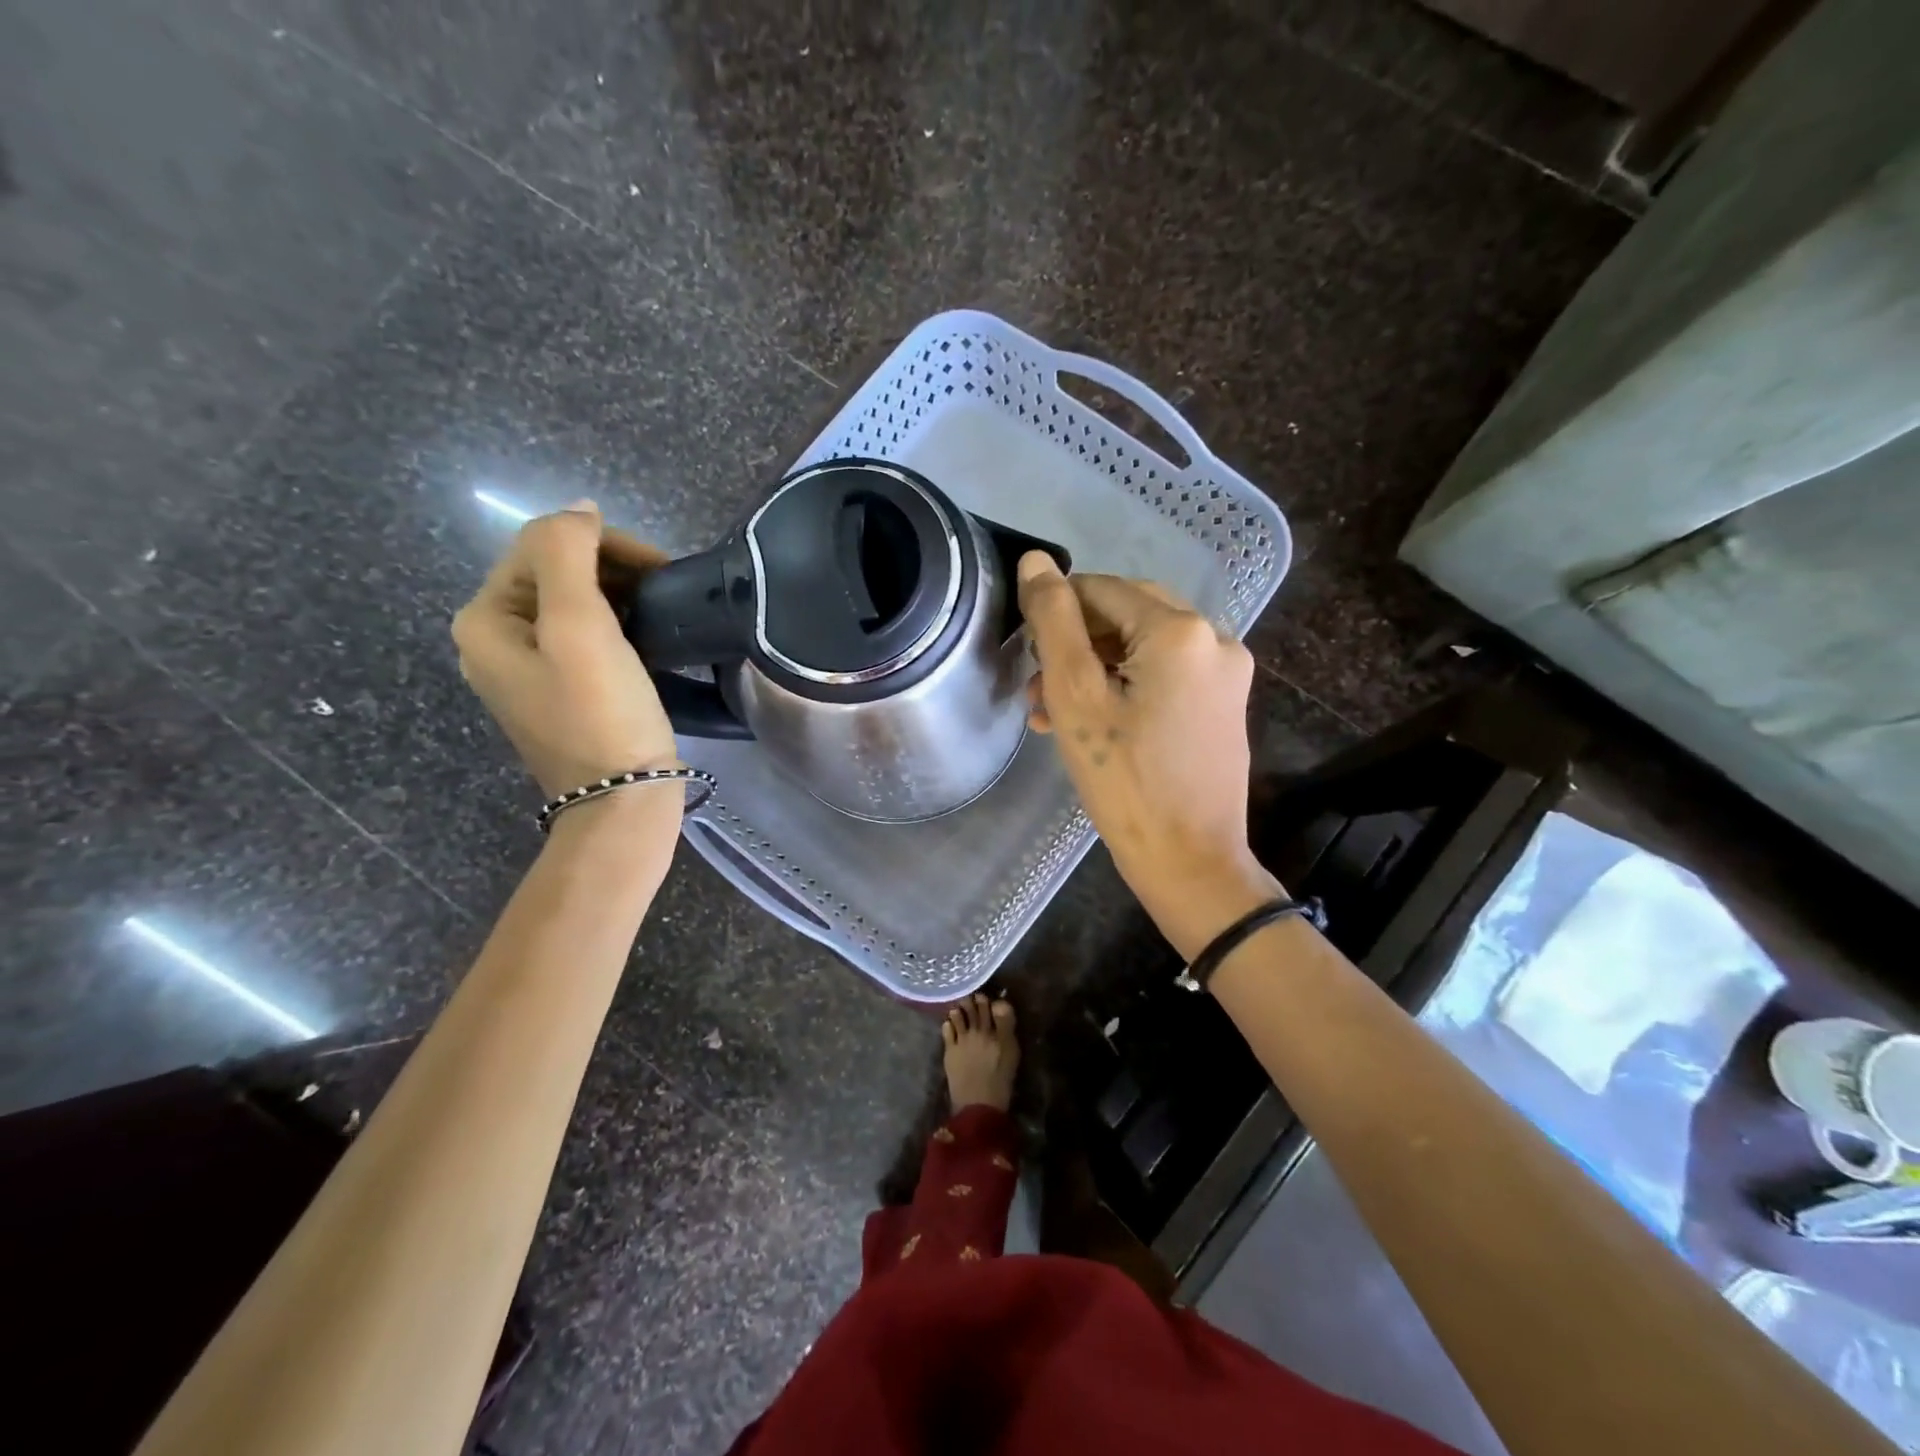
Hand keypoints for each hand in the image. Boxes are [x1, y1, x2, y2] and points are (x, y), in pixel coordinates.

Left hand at [453, 502, 679, 800]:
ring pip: (574, 604)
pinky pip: (585, 637)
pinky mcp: (563, 691)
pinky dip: (618, 626)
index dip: (603, 545)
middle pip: (555, 572)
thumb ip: (568, 553)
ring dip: (620, 595)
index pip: (542, 545)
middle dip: (612, 569)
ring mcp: (528, 669)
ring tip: (663, 612)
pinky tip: (648, 639)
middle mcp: (495, 639)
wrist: (622, 799)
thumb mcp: (579, 627)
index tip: (661, 569)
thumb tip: (579, 508)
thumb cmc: (601, 714)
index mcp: (485, 620)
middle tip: (666, 590)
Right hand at [1017, 553, 1281, 958]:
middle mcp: (1214, 637)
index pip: (1101, 590)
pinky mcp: (1224, 702)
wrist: (1189, 861)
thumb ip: (1054, 622)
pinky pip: (1165, 675)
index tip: (1025, 651)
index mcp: (1180, 630)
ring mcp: (1225, 672)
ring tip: (1049, 713)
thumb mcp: (1076, 697)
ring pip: (1142, 648)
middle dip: (1074, 645)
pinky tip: (1088, 721)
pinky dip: (1124, 688)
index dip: (1055, 611)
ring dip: (1093, 670)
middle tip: (1035, 686)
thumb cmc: (1125, 781)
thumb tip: (1036, 562)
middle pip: (1125, 615)